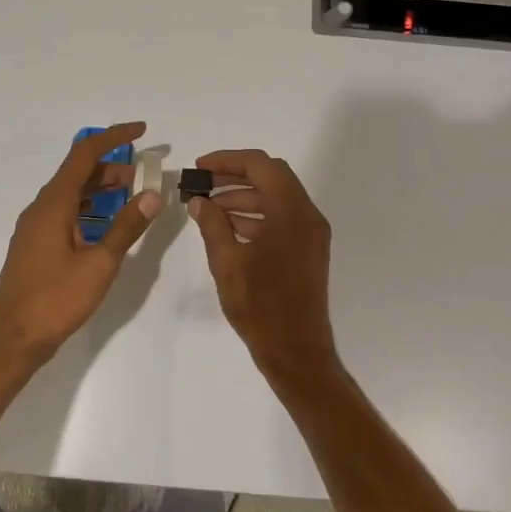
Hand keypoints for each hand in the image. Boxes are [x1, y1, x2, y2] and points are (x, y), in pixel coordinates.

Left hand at [0, 122, 163, 365]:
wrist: (14, 338)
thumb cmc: (57, 299)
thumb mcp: (100, 263)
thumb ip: (127, 226)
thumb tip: (152, 194)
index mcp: (54, 204)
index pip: (84, 154)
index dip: (113, 137)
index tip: (142, 131)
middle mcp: (40, 208)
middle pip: (77, 172)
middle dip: (112, 167)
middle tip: (144, 175)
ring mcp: (34, 227)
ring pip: (70, 194)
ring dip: (100, 189)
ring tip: (131, 197)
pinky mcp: (34, 244)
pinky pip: (64, 212)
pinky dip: (88, 208)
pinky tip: (106, 225)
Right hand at [188, 149, 340, 378]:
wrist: (296, 350)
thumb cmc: (260, 306)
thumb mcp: (227, 262)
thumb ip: (212, 225)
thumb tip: (199, 201)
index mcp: (291, 212)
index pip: (261, 166)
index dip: (227, 161)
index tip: (199, 168)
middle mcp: (308, 215)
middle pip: (272, 177)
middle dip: (235, 175)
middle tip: (202, 184)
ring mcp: (311, 233)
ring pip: (277, 197)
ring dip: (244, 196)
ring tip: (208, 208)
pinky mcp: (308, 250)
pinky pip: (282, 218)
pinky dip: (256, 215)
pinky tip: (228, 228)